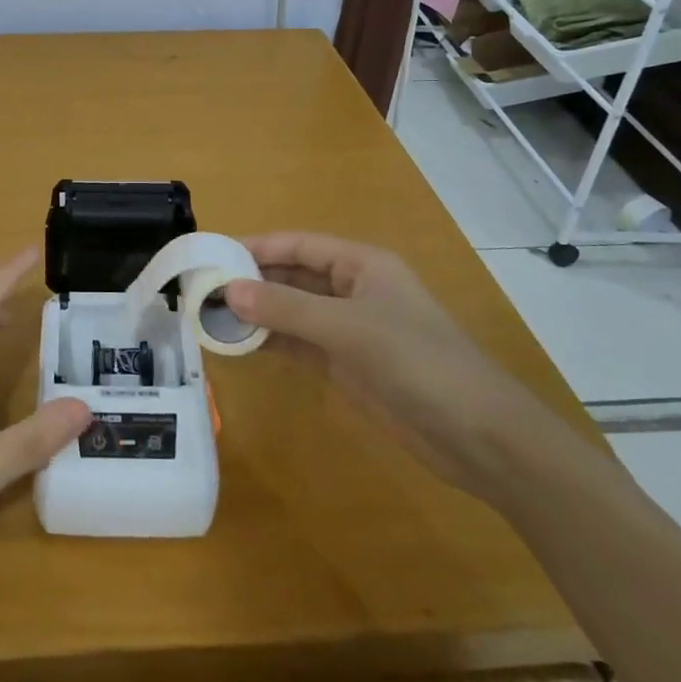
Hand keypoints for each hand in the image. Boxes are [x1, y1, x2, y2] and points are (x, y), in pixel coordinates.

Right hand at [224, 232, 563, 501]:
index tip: (211, 254)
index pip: (298, 245)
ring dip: (256, 313)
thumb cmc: (418, 362)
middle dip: (251, 281)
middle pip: (292, 276)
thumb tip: (228, 291)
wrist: (479, 437)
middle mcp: (352, 290)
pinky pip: (298, 343)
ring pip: (291, 311)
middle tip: (201, 289)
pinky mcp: (346, 365)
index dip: (256, 246)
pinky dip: (270, 342)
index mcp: (361, 265)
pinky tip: (238, 345)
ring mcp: (349, 329)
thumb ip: (287, 309)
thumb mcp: (349, 328)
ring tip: (209, 317)